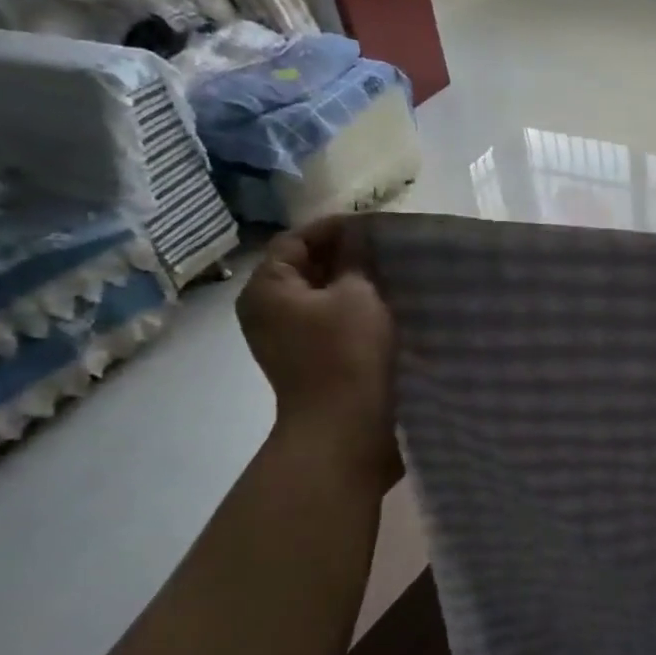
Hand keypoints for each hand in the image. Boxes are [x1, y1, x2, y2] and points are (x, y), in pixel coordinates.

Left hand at [237, 217, 396, 474]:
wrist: (344, 428)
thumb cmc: (347, 352)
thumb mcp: (357, 294)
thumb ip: (355, 259)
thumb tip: (356, 237)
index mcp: (266, 288)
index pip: (295, 240)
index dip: (335, 228)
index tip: (375, 226)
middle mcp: (266, 311)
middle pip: (304, 267)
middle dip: (344, 256)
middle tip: (386, 250)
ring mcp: (284, 339)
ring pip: (319, 296)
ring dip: (351, 285)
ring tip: (390, 276)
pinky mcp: (306, 360)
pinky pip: (326, 322)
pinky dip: (351, 311)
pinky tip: (383, 309)